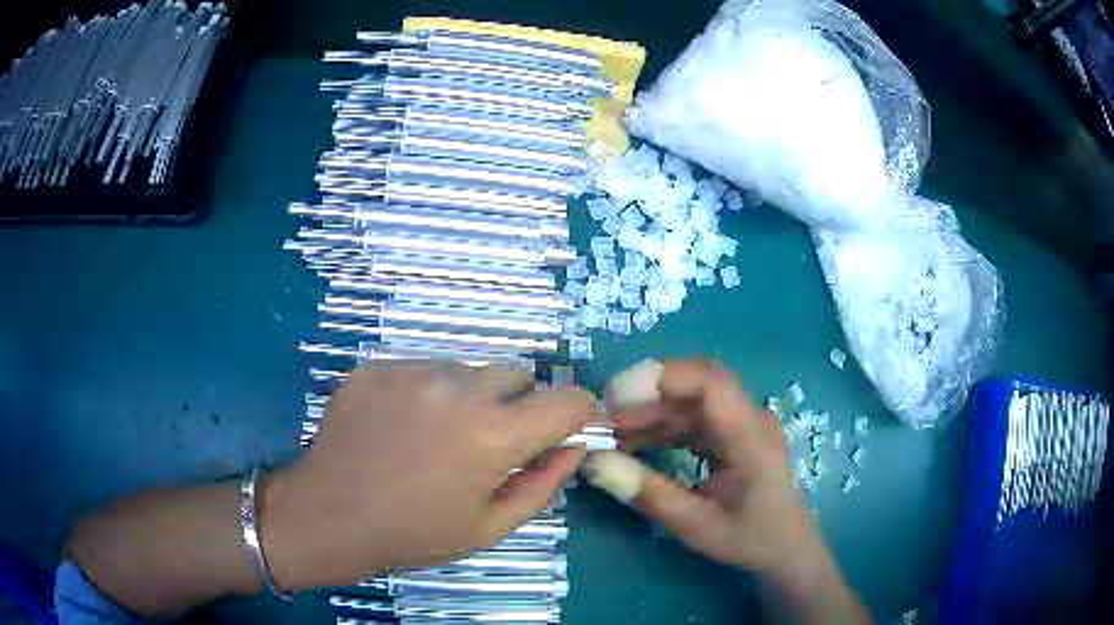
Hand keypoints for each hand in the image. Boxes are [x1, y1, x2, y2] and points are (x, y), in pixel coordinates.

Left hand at [261, 361, 594, 590]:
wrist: (328, 514)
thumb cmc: (413, 532)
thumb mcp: (489, 527)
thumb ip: (543, 484)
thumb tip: (575, 447)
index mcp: (491, 436)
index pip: (567, 399)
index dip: (577, 412)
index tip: (567, 428)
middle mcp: (457, 389)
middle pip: (517, 375)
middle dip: (518, 405)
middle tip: (486, 443)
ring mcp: (412, 370)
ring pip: (468, 370)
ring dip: (469, 397)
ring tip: (434, 435)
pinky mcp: (379, 364)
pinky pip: (424, 368)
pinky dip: (427, 392)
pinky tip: (400, 425)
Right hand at [584, 360, 811, 571]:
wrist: (785, 548)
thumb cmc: (749, 538)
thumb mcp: (695, 524)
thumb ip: (647, 493)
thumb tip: (593, 464)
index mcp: (751, 434)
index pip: (709, 382)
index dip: (660, 379)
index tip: (613, 397)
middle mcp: (749, 417)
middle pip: (695, 385)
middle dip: (645, 396)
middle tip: (601, 419)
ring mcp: (742, 422)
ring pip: (690, 400)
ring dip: (649, 412)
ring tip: (609, 435)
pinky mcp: (732, 433)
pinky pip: (693, 418)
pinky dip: (661, 427)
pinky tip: (634, 444)